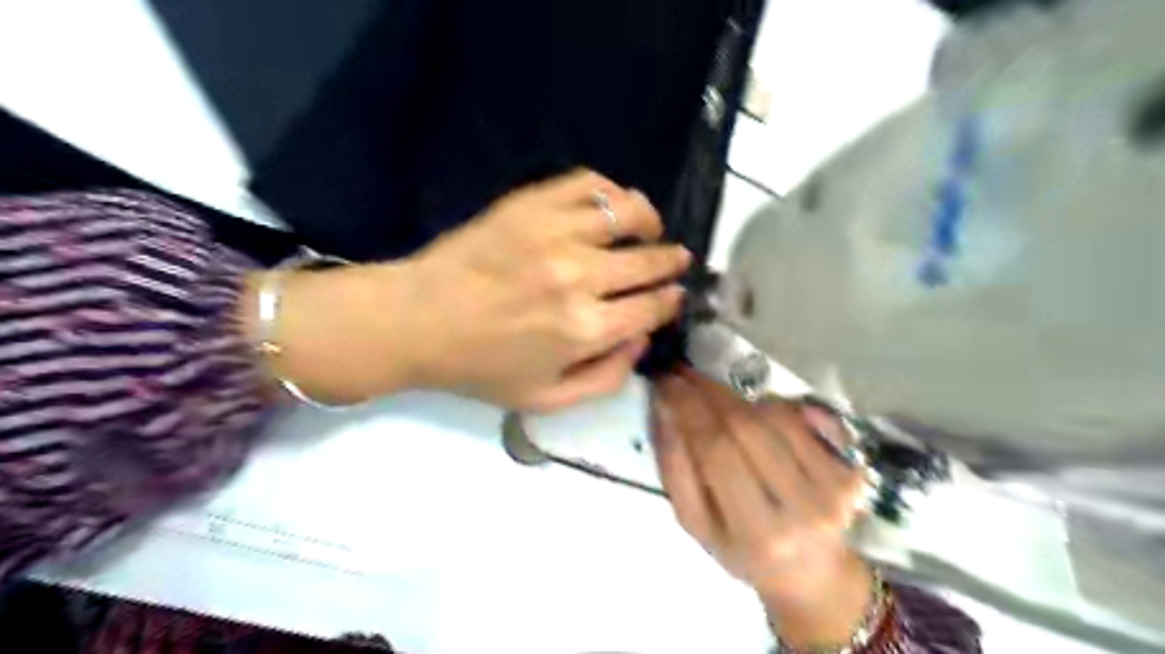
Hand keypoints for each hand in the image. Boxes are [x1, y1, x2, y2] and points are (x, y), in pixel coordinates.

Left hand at [392, 171, 690, 410]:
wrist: (418, 320)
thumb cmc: (481, 366)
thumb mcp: (545, 399)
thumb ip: (606, 378)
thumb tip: (642, 340)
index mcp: (585, 329)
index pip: (653, 307)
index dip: (671, 300)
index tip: (674, 295)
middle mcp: (580, 277)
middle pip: (649, 261)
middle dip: (671, 262)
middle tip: (677, 260)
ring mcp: (556, 233)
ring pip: (629, 213)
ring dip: (650, 222)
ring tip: (650, 229)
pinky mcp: (531, 204)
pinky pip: (589, 184)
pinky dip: (612, 191)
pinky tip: (612, 205)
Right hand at [652, 369, 869, 644]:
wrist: (808, 573)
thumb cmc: (741, 550)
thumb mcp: (696, 523)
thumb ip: (675, 468)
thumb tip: (665, 409)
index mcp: (755, 532)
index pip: (714, 450)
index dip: (688, 407)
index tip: (667, 381)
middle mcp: (801, 510)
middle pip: (746, 428)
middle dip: (708, 392)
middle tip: (684, 374)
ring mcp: (833, 489)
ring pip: (773, 417)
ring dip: (735, 396)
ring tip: (711, 394)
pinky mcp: (850, 473)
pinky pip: (801, 418)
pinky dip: (769, 404)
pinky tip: (749, 408)